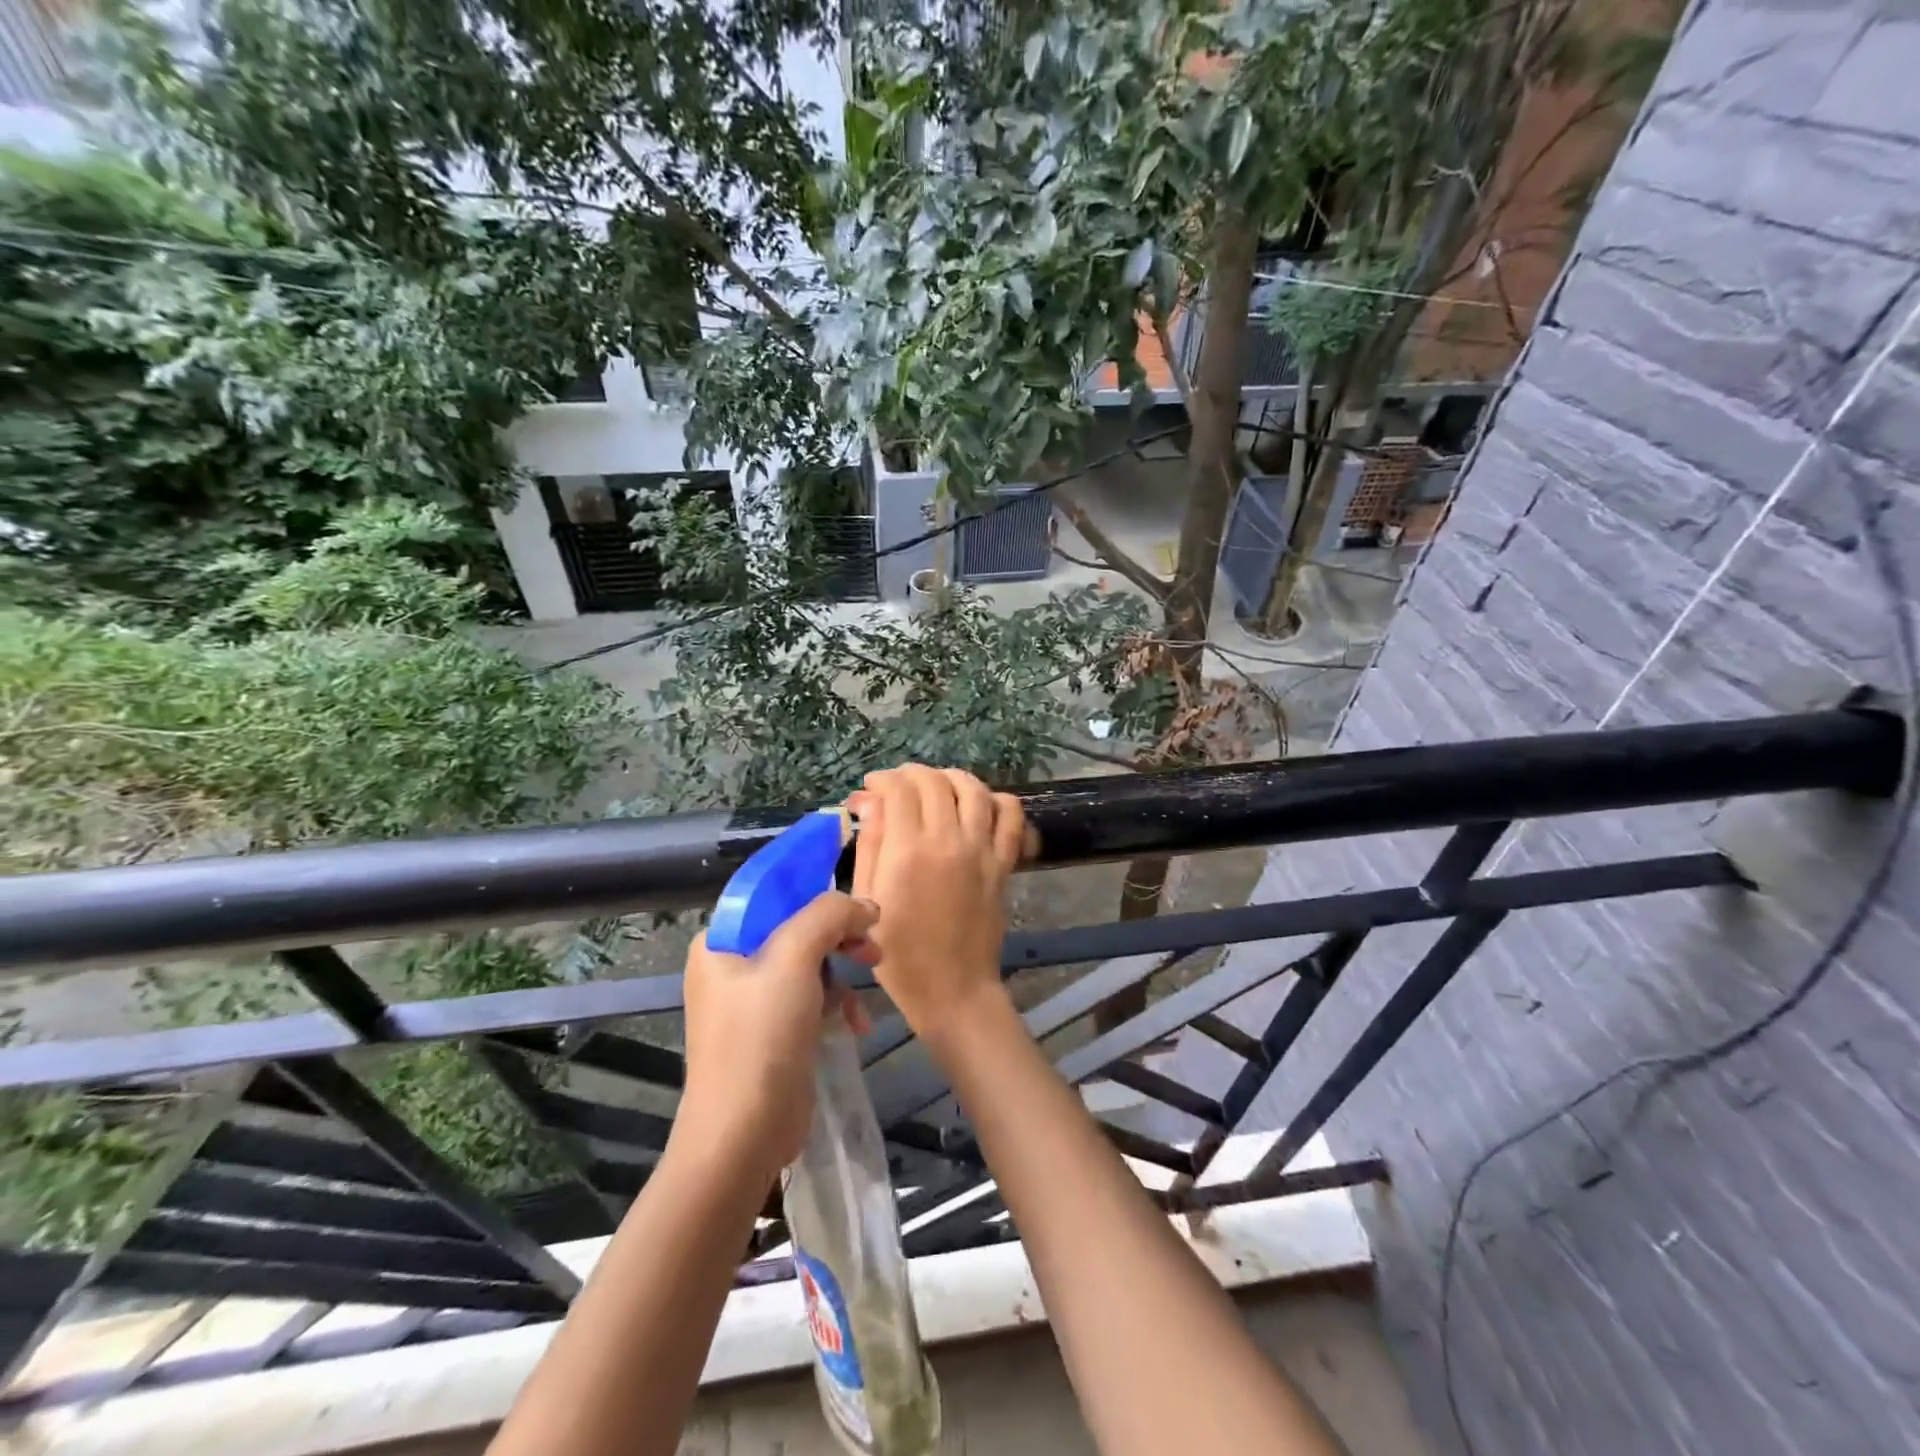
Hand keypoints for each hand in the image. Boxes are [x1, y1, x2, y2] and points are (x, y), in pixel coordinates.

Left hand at [677, 892, 876, 1184]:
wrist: (742, 1137)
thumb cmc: (761, 1037)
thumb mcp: (793, 960)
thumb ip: (828, 915)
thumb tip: (864, 905)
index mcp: (723, 940)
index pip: (770, 888)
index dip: (812, 876)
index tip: (854, 873)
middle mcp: (733, 964)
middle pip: (796, 923)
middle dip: (838, 927)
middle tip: (872, 935)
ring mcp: (753, 1000)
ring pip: (810, 959)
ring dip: (844, 964)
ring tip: (873, 970)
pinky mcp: (775, 1030)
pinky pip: (812, 996)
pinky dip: (837, 1001)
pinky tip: (856, 1021)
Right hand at [850, 766, 1025, 1045]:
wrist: (953, 989)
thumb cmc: (899, 954)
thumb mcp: (868, 900)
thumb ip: (870, 845)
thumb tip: (869, 801)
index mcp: (908, 851)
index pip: (900, 789)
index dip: (883, 779)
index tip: (871, 787)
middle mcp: (948, 840)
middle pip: (935, 782)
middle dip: (911, 773)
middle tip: (898, 785)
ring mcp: (981, 850)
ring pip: (974, 789)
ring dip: (952, 777)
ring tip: (937, 785)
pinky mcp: (1003, 863)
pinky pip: (1011, 817)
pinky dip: (998, 800)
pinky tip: (981, 804)